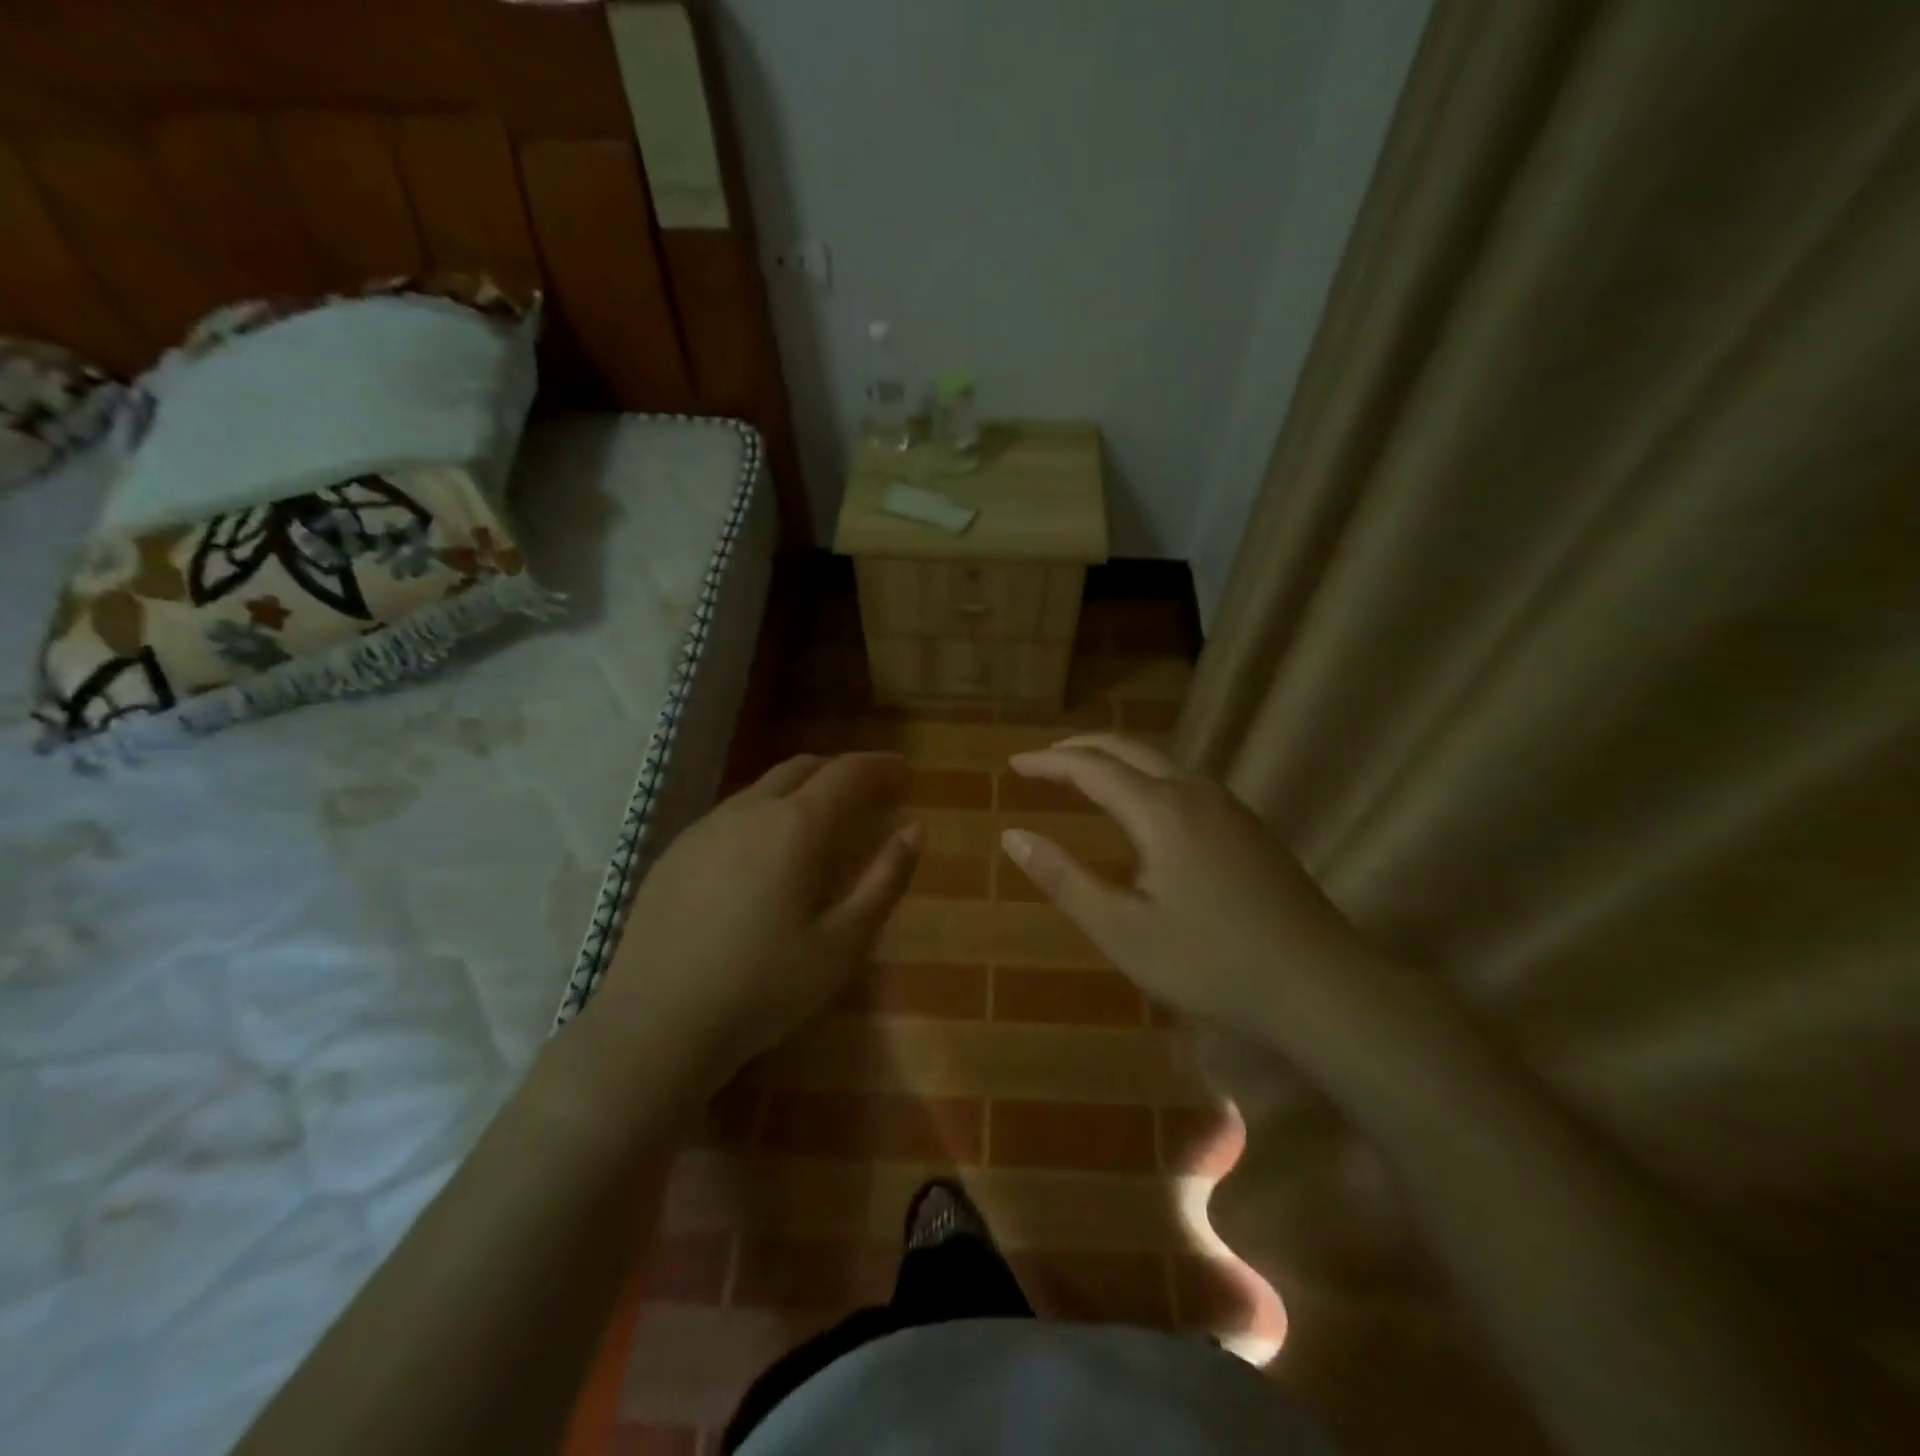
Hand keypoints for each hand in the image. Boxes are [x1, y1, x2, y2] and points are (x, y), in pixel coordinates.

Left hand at [579, 752, 919, 1093]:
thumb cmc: (764, 987)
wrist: (655, 1025)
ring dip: (800, 789)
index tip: (903, 767)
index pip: (846, 773)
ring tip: (821, 819)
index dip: (879, 765)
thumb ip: (884, 880)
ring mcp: (704, 829)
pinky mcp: (674, 853)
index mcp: (795, 826)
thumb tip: (914, 830)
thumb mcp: (843, 943)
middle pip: (801, 767)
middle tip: (868, 790)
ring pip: (762, 788)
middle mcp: (748, 811)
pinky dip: (764, 813)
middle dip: (840, 770)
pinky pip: (731, 814)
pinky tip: (764, 852)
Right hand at [1002, 734, 1372, 1033]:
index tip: (1014, 765)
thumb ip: (1064, 878)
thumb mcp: (1122, 929)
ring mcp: (1229, 807)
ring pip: (1161, 761)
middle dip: (1080, 748)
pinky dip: (1146, 778)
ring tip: (1084, 776)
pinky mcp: (1249, 827)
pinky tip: (1144, 808)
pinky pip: (1185, 781)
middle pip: (1128, 748)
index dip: (1048, 762)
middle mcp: (1195, 792)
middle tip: (1043, 759)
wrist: (1321, 985)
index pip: (1091, 767)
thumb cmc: (1211, 962)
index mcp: (1160, 810)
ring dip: (1116, 760)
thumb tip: (1012, 836)